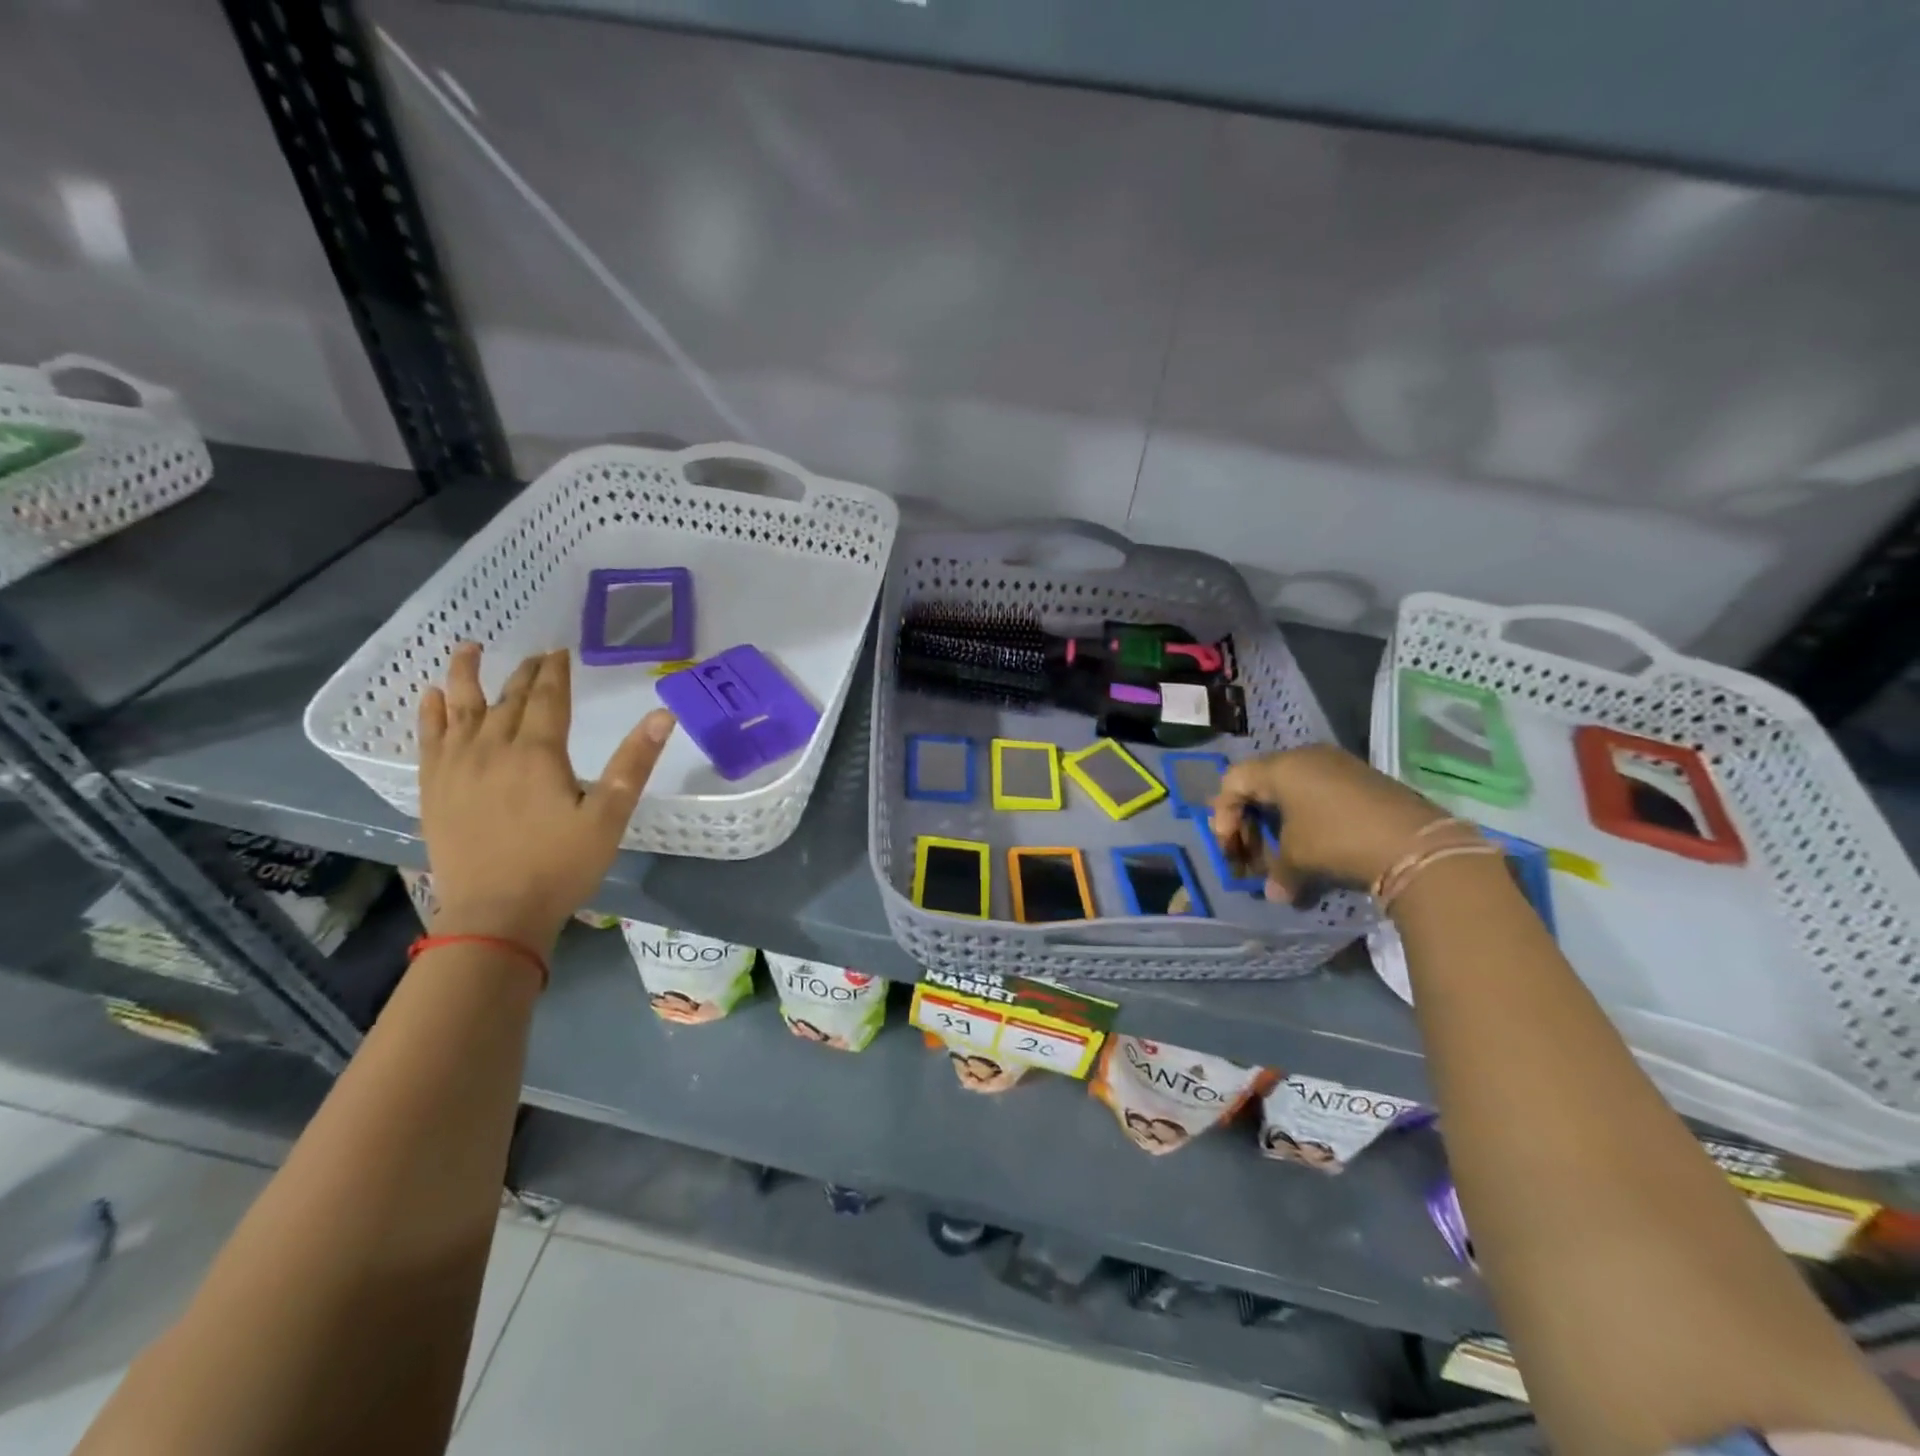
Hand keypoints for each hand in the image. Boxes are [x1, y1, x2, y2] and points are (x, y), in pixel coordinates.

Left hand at [418, 643, 674, 952]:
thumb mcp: (609, 816)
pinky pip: (429, 739)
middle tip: (535, 654)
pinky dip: (430, 714)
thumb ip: (634, 763)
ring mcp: (457, 767)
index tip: (560, 651)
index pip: (547, 698)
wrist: (495, 915)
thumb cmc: (560, 866)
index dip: (555, 672)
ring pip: (461, 709)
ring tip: (469, 648)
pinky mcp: (434, 789)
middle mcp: (493, 749)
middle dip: (524, 673)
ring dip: (466, 675)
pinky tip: (431, 697)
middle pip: (508, 699)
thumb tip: (663, 715)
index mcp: (538, 753)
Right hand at [1212, 743, 1446, 897]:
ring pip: (1292, 788)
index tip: (1231, 846)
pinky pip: (1319, 792)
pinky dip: (1307, 816)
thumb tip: (1274, 893)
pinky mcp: (1364, 779)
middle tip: (1252, 852)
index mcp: (1280, 766)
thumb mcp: (1297, 857)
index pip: (1233, 781)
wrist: (1415, 843)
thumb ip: (1276, 872)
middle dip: (1250, 820)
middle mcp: (1306, 756)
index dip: (1223, 814)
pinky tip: (1315, 842)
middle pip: (1260, 783)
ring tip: (1284, 851)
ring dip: (1280, 820)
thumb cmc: (1337, 839)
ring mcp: (1338, 765)